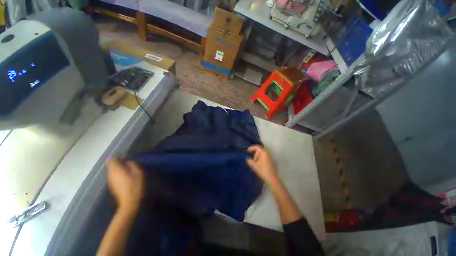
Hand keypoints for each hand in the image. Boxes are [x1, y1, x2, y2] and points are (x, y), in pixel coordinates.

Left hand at [106, 156, 144, 211]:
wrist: (130, 201)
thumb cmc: (135, 185)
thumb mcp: (137, 171)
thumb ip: (132, 164)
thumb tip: (127, 161)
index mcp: (115, 169)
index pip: (111, 159)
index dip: (118, 156)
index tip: (126, 157)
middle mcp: (110, 174)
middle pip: (111, 164)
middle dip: (119, 162)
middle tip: (129, 163)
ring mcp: (110, 181)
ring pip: (113, 170)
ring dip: (120, 168)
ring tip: (130, 170)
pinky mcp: (112, 186)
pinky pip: (114, 176)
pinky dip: (119, 173)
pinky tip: (127, 177)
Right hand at [246, 145, 278, 184]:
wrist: (272, 178)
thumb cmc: (263, 171)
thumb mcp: (254, 166)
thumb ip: (250, 161)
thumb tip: (247, 158)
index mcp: (264, 153)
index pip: (257, 147)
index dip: (251, 148)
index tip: (247, 151)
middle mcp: (267, 153)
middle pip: (260, 150)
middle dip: (255, 153)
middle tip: (252, 159)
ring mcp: (270, 157)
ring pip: (262, 154)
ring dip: (257, 156)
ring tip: (255, 163)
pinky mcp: (271, 161)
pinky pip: (264, 157)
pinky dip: (260, 158)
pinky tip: (258, 164)